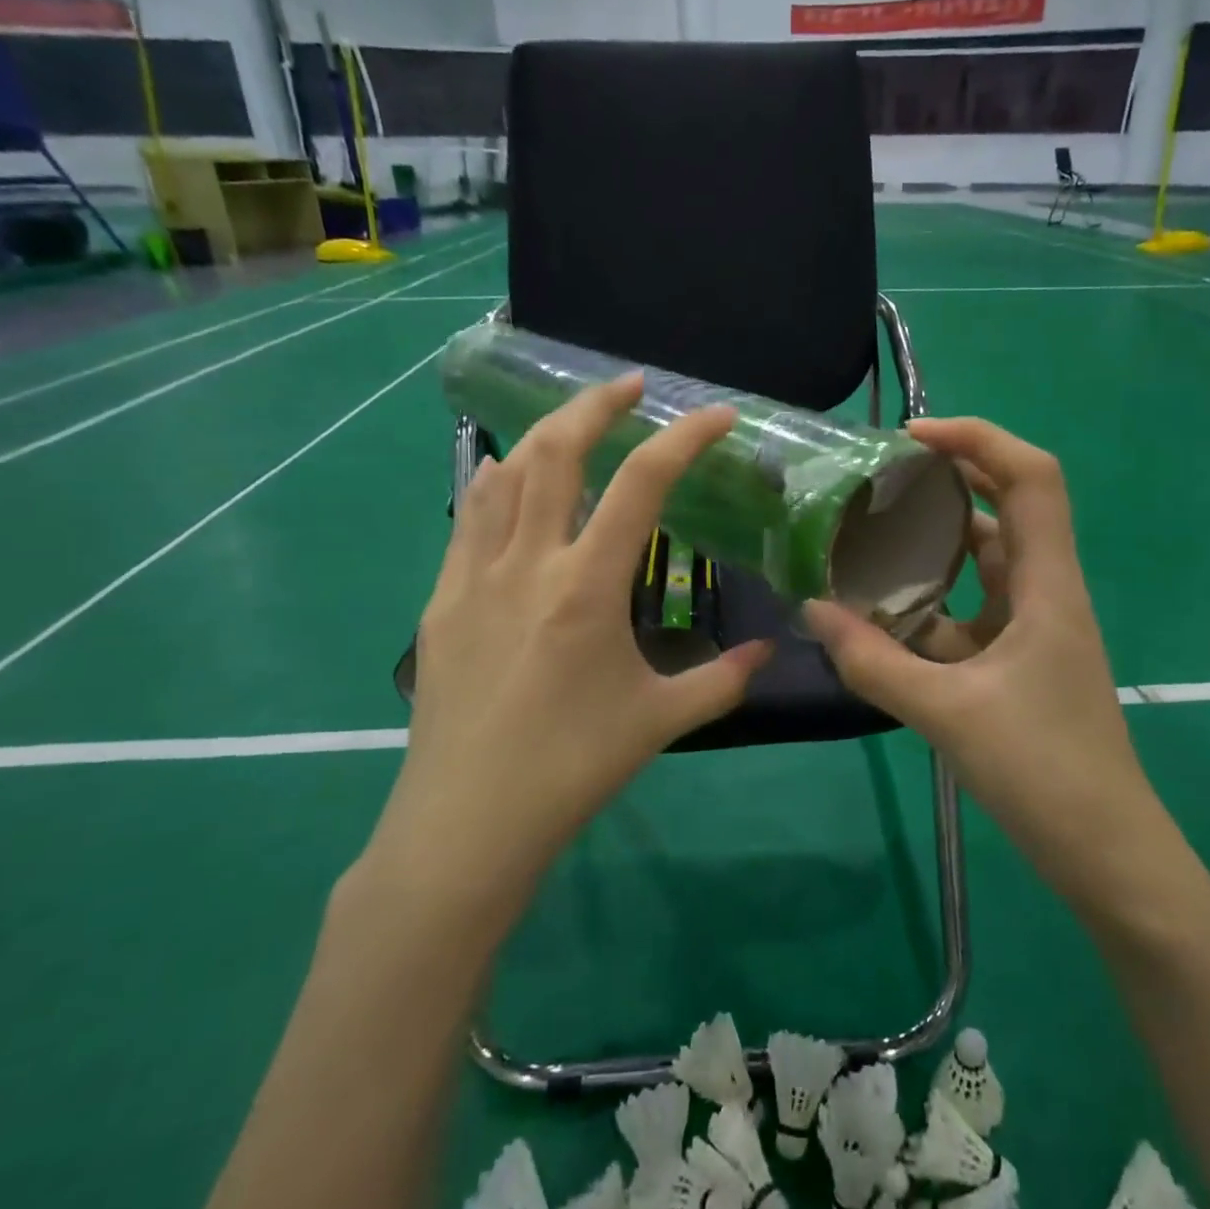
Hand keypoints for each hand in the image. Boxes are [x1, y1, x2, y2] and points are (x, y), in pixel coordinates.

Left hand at [358, 373, 772, 920]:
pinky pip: (470, 517)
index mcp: (587, 586)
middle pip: (556, 450)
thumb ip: (722, 680)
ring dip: (544, 435)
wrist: (466, 823)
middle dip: (596, 403)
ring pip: (504, 473)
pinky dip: (498, 483)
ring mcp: (474, 576)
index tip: (717, 415)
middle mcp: (528, 563)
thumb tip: (767, 653)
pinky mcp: (442, 599)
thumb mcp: (660, 721)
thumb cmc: (571, 768)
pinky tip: (512, 485)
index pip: (642, 484)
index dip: (684, 438)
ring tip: (575, 428)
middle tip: (631, 386)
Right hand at [804, 417, 1156, 895]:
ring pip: (984, 562)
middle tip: (883, 475)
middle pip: (1007, 507)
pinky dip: (930, 602)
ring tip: (871, 534)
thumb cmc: (1045, 773)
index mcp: (1047, 586)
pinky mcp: (1018, 661)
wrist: (1107, 855)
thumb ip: (874, 663)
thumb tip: (812, 611)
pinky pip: (970, 611)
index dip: (979, 438)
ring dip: (935, 543)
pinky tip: (882, 615)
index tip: (913, 438)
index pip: (1031, 478)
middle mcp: (1045, 592)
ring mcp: (1033, 628)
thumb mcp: (948, 714)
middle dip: (950, 478)